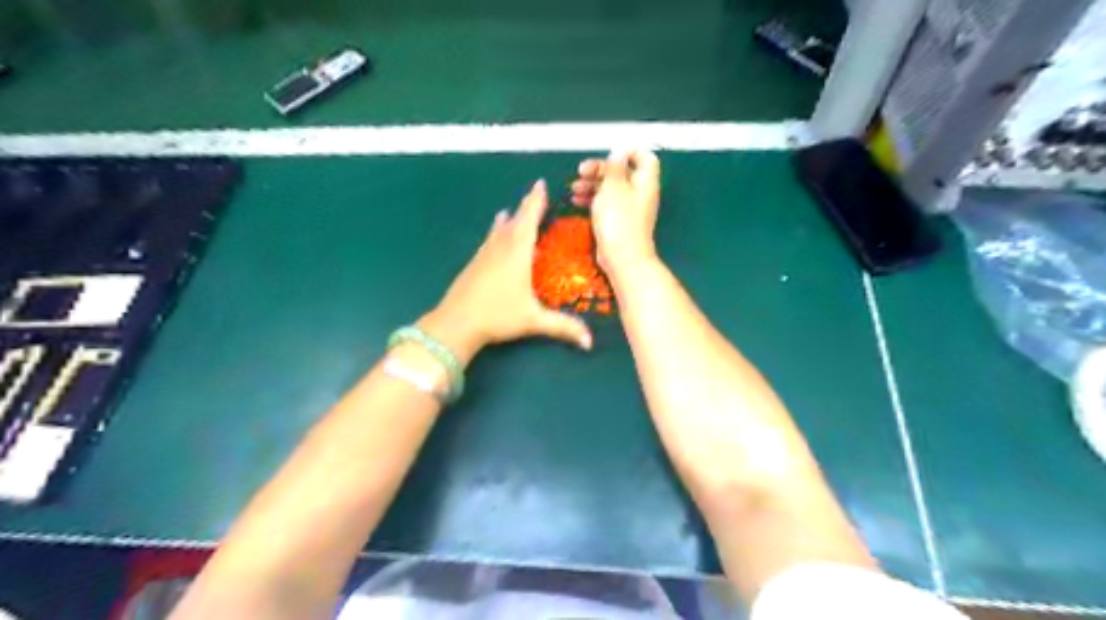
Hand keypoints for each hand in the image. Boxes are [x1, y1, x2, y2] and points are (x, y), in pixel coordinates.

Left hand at [423, 180, 597, 363]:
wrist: (456, 323)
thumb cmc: (497, 316)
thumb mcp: (533, 320)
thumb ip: (563, 327)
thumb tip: (589, 342)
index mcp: (517, 252)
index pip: (529, 220)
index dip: (536, 202)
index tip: (540, 184)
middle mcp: (500, 247)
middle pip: (515, 220)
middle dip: (526, 206)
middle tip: (535, 193)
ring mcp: (484, 254)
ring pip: (499, 230)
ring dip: (509, 218)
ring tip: (511, 211)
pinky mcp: (474, 264)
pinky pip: (489, 240)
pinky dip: (496, 233)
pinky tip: (493, 238)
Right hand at [570, 148, 655, 274]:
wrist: (622, 257)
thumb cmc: (619, 220)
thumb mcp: (613, 187)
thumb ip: (614, 167)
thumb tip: (619, 151)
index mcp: (644, 181)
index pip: (644, 158)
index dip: (628, 152)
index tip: (609, 153)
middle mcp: (639, 193)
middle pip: (622, 172)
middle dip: (600, 169)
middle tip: (581, 171)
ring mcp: (629, 209)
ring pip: (611, 188)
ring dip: (592, 185)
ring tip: (574, 188)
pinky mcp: (619, 222)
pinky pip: (606, 204)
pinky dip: (593, 200)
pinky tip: (577, 201)